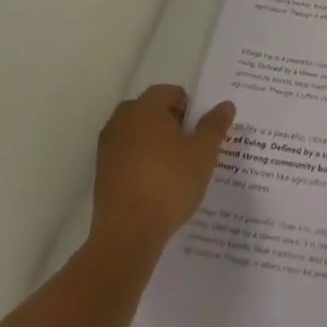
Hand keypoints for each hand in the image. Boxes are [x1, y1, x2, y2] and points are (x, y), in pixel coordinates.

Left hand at [90, 85, 234, 261]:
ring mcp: (107, 148)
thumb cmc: (170, 184)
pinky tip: (154, 183)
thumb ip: (215, 125)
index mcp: (146, 109)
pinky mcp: (101, 173)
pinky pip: (125, 154)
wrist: (128, 234)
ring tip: (173, 166)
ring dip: (152, 140)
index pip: (169, 92)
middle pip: (148, 109)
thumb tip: (225, 104)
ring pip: (135, 132)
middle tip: (187, 145)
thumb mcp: (204, 153)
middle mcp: (121, 121)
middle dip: (168, 121)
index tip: (198, 131)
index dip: (188, 107)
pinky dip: (139, 160)